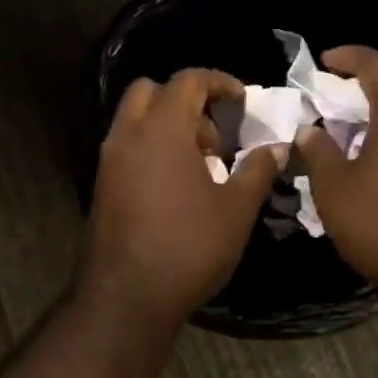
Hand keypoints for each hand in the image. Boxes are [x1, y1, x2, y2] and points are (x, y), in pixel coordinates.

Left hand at [79, 69, 282, 327]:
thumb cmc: (188, 246)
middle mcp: (128, 134)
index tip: (241, 99)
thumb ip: (257, 170)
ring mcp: (109, 159)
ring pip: (134, 118)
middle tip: (213, 134)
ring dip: (166, 124)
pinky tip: (175, 185)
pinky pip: (126, 145)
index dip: (218, 81)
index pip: (187, 80)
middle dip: (185, 99)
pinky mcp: (101, 184)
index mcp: (162, 128)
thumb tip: (275, 148)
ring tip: (199, 164)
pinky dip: (150, 146)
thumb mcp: (236, 209)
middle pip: (151, 90)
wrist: (127, 297)